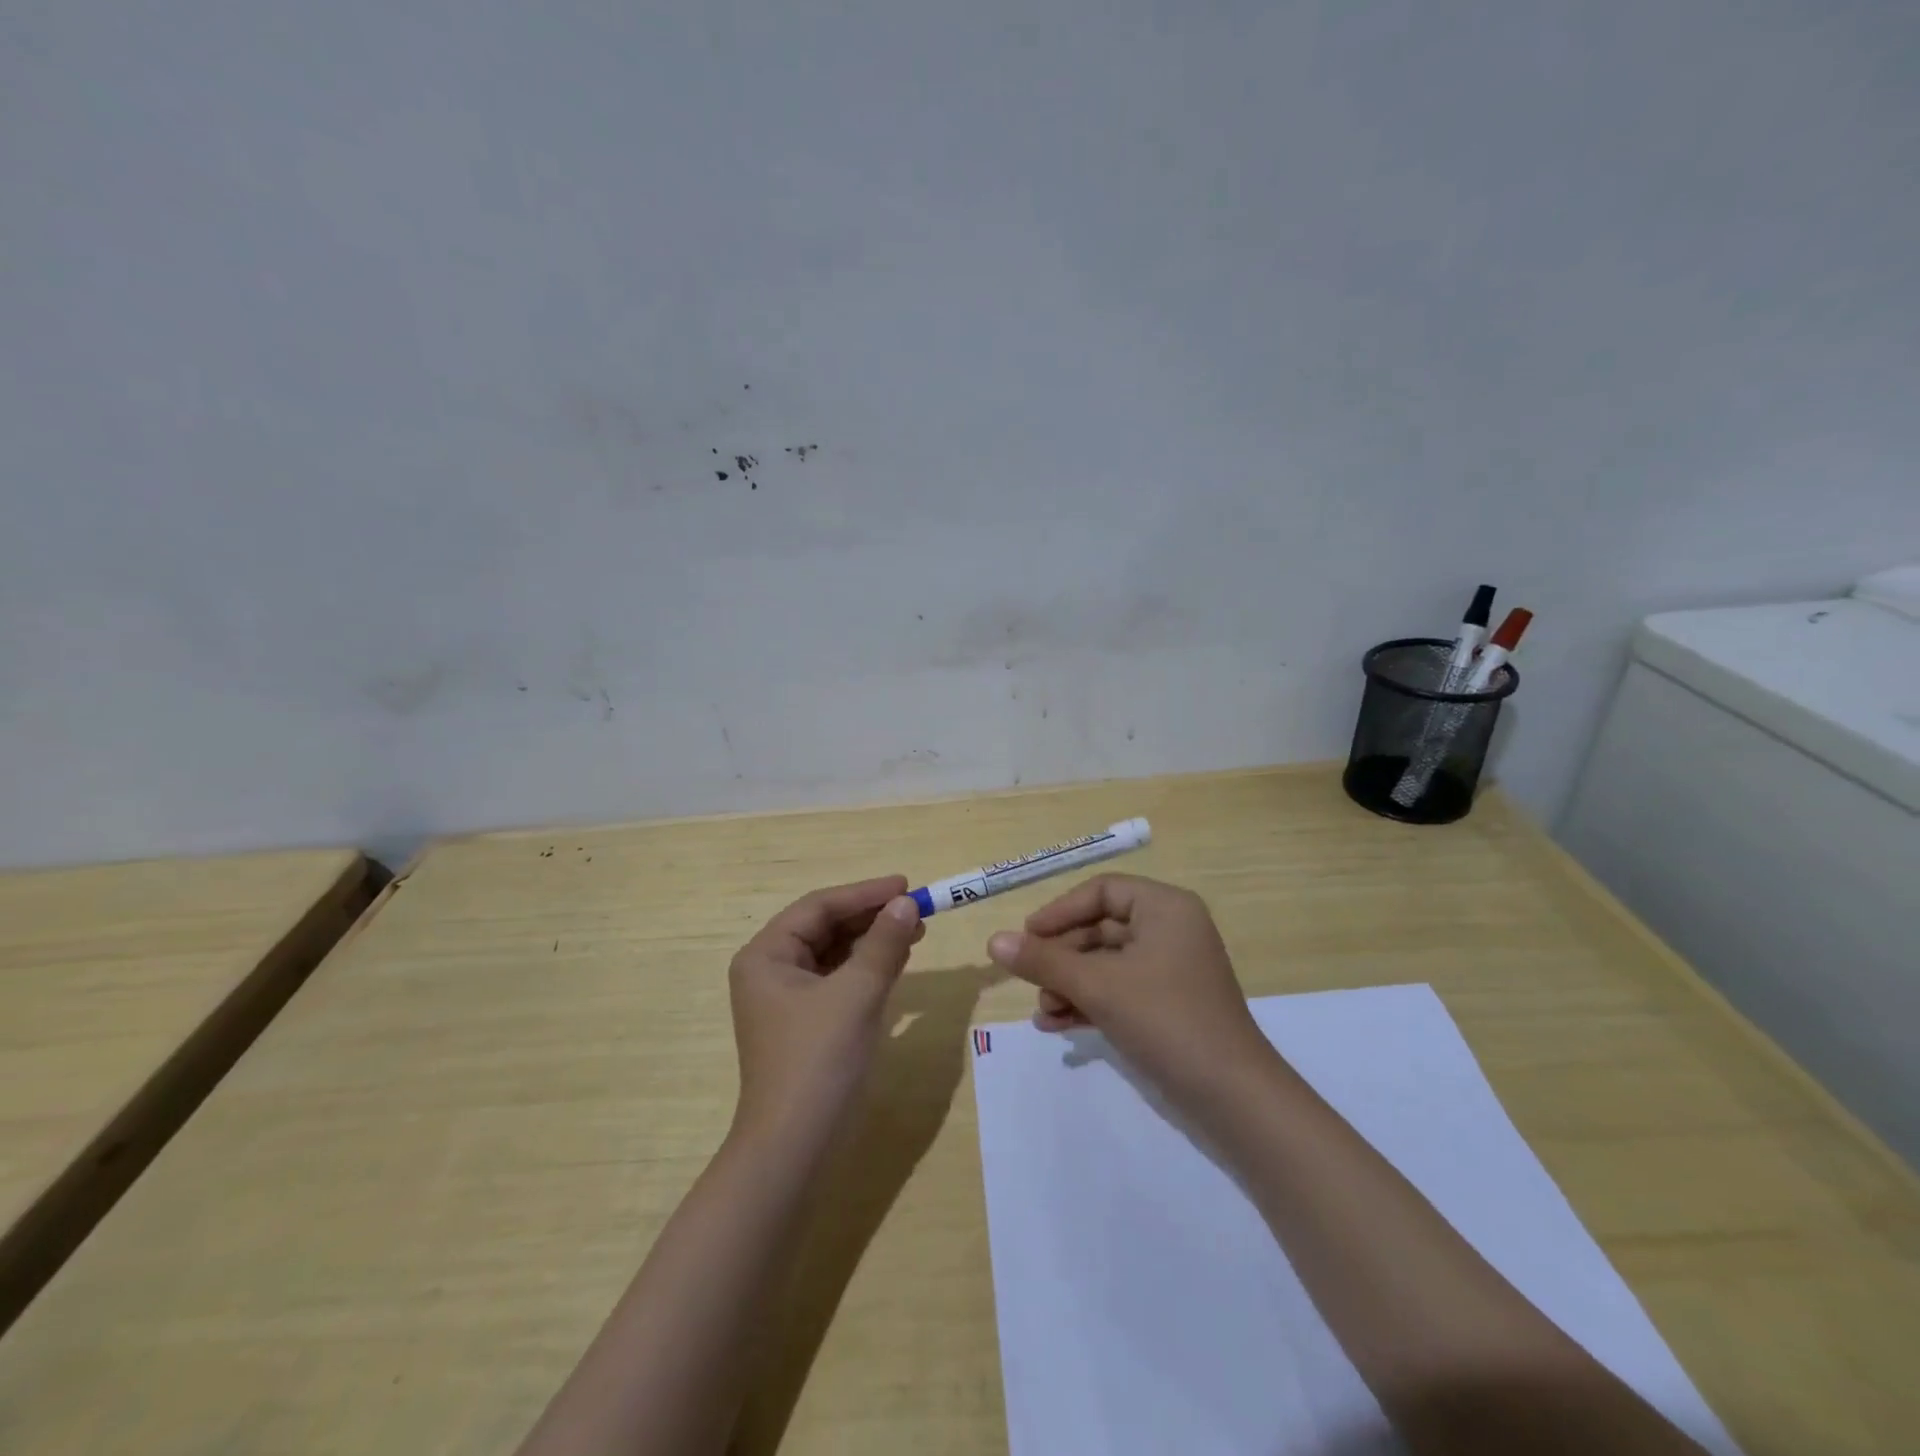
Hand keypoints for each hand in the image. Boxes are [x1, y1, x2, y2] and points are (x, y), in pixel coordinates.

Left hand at [728, 876, 923, 1141]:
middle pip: (825, 927)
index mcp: (766, 955)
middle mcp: (771, 970)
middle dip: (871, 917)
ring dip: (872, 940)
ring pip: (835, 953)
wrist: (795, 1148)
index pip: (819, 907)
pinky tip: (897, 961)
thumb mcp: (856, 994)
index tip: (906, 885)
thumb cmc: (818, 1061)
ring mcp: (787, 999)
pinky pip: (839, 980)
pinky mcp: (806, 1022)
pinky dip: (867, 968)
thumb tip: (906, 903)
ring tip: (914, 930)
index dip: (864, 893)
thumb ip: (883, 943)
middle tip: (915, 909)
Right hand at [986, 874, 1274, 1104]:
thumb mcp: (1098, 986)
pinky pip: (1119, 991)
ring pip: (1105, 964)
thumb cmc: (1166, 1020)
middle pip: (1099, 929)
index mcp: (1164, 908)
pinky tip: (1057, 1026)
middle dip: (1061, 958)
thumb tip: (993, 941)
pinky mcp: (1168, 1005)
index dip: (1059, 911)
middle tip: (1030, 982)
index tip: (1026, 938)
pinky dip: (1089, 1003)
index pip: (1101, 891)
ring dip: (1070, 984)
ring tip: (1043, 1012)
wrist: (1233, 1098)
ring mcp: (1170, 970)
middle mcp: (1170, 930)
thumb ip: (1043, 961)